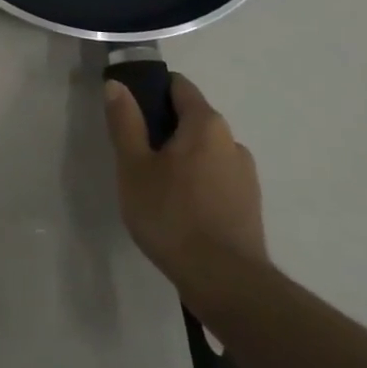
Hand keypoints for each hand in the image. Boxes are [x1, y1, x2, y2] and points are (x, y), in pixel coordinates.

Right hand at [105, 73, 267, 307]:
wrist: (226, 283)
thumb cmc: (172, 216)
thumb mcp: (134, 167)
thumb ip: (125, 122)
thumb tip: (117, 85)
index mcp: (206, 123)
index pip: (178, 86)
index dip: (151, 91)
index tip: (129, 112)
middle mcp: (232, 140)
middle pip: (191, 119)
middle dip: (163, 129)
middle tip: (135, 157)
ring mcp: (245, 174)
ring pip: (204, 151)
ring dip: (181, 159)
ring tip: (155, 189)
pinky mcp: (249, 205)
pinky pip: (216, 178)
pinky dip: (197, 183)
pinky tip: (179, 211)